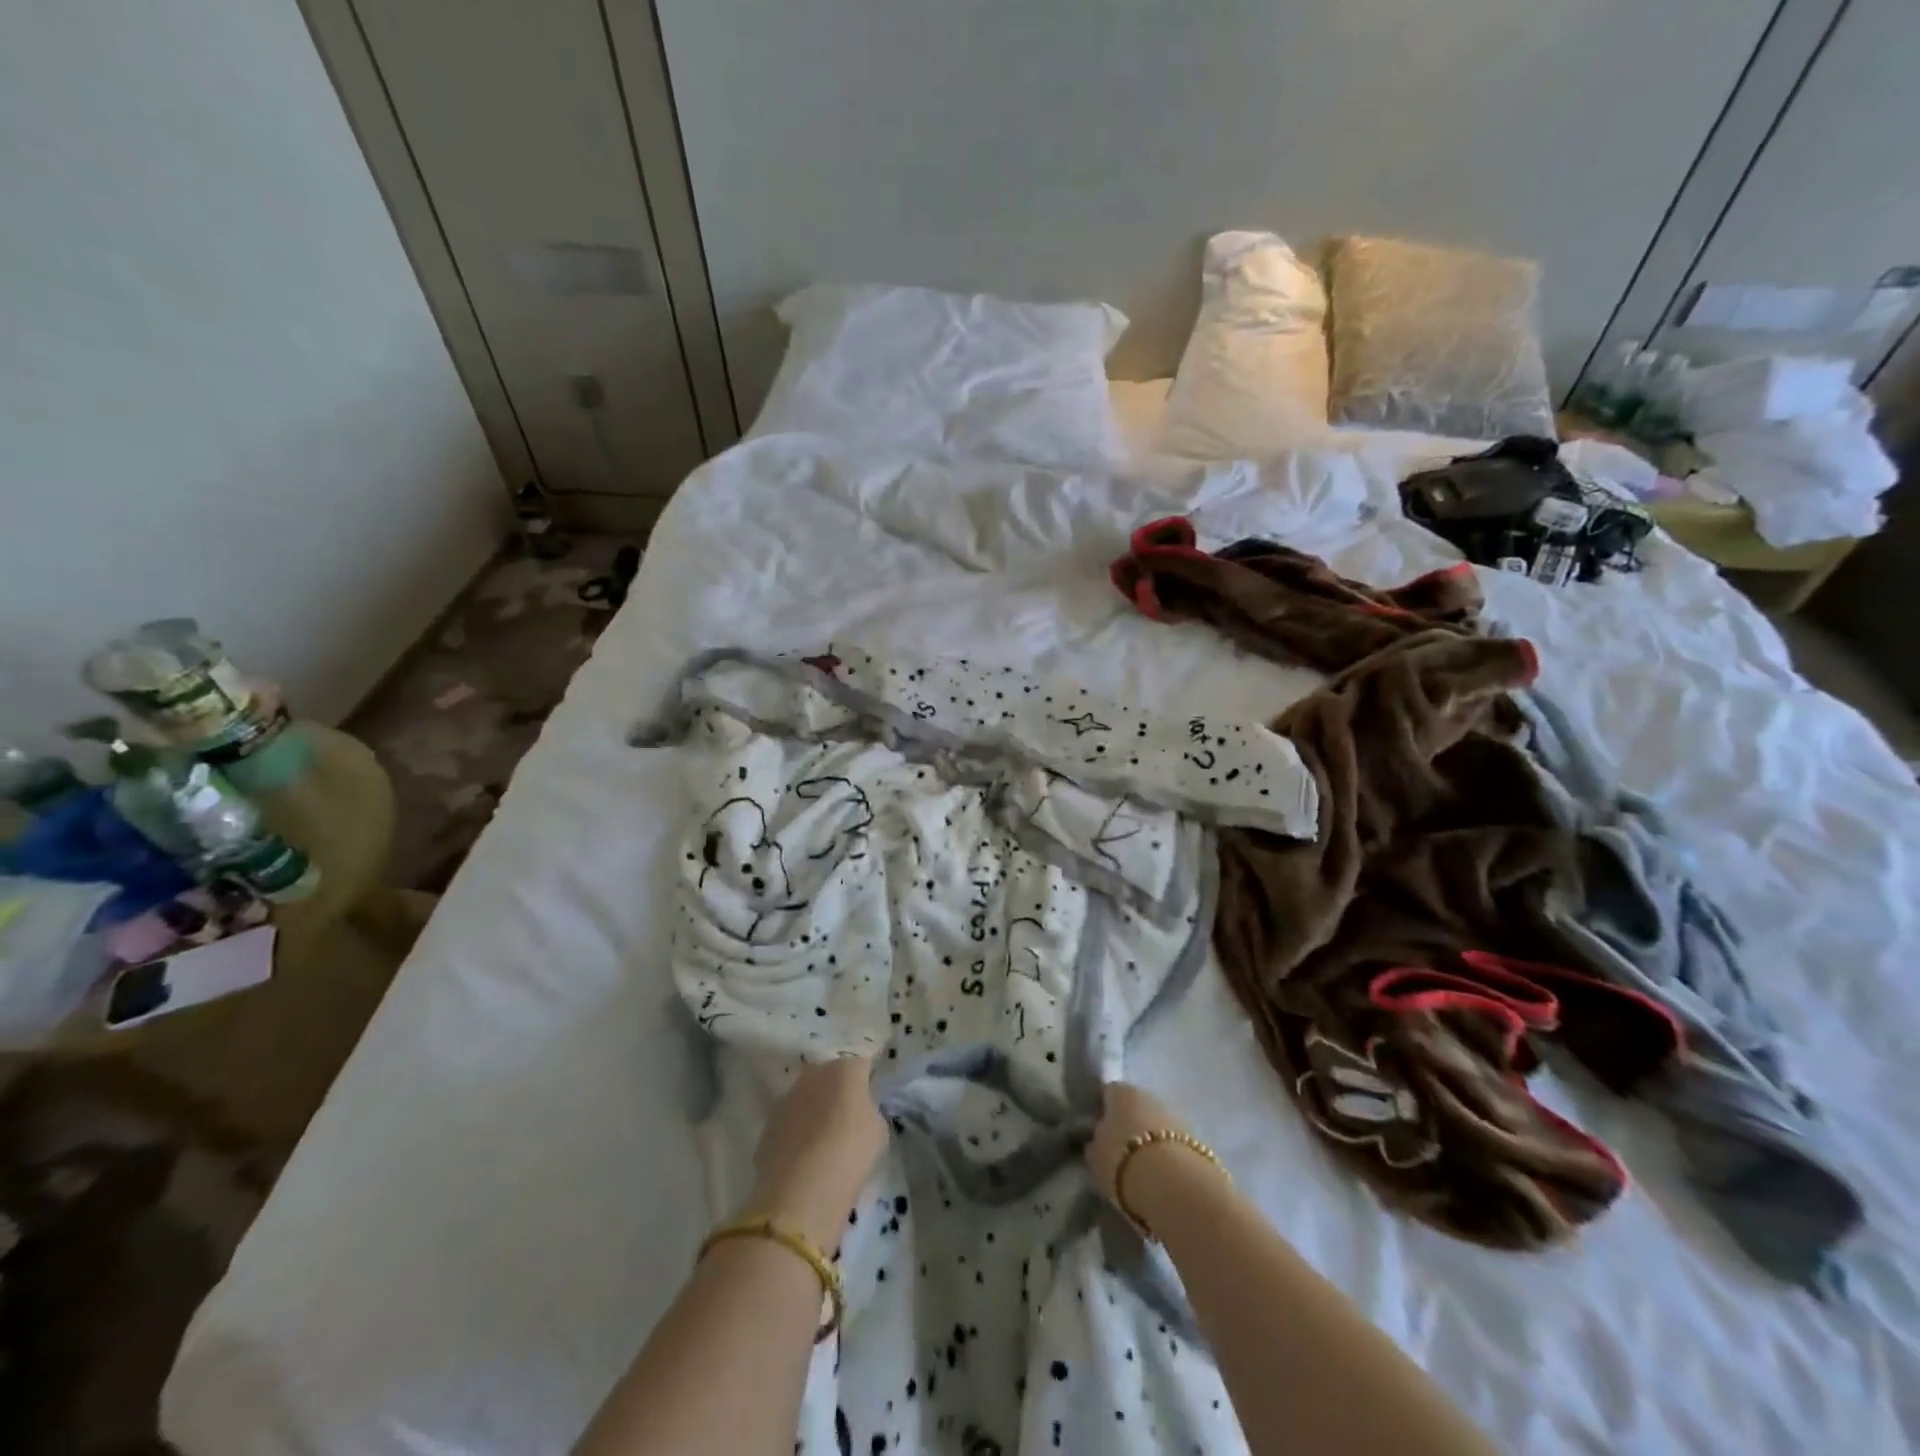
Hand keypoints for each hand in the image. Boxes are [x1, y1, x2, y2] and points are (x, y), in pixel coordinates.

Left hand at [740, 1056, 886, 1251]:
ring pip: (807, 1098)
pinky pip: (791, 1122)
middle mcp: (813, 1074)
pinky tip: (805, 1157)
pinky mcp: (768, 1125)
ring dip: (815, 1111)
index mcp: (845, 1069)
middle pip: (831, 1076)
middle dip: (839, 1091)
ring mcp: (787, 1098)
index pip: (861, 1063)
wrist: (801, 1192)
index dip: (867, 1077)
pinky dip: (798, 1133)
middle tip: (849, 1116)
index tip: (872, 1093)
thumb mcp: (877, 1131)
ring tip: (825, 1140)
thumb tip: (859, 1110)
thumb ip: (869, 1110)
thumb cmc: (850, 1154)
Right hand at [1087, 1082, 1225, 1230]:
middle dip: (1130, 1125)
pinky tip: (1163, 1178)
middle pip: (1136, 1107)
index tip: (1098, 1133)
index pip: (1108, 1093)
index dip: (1103, 1111)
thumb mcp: (1096, 1158)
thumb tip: (1097, 1141)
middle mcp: (1150, 1096)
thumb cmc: (1125, 1164)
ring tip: (1144, 1170)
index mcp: (1121, 1092)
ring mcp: (1177, 1116)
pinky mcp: (1198, 1141)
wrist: (1177, 1188)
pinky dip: (1169, 1156)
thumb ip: (1095, 1144)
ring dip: (1152, 1141)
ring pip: (1158, 1125)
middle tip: (1121, 1152)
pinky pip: (1175, 1145)